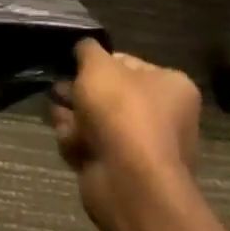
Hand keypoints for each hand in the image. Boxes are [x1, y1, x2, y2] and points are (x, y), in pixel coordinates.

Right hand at [49, 40, 201, 230]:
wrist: (129, 181)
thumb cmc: (121, 112)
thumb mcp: (98, 65)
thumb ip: (88, 49)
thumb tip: (84, 48)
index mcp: (171, 86)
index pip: (127, 63)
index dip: (97, 62)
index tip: (75, 65)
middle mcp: (164, 116)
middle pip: (110, 94)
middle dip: (79, 91)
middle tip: (58, 89)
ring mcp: (145, 147)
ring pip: (98, 122)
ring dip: (74, 116)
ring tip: (58, 114)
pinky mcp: (125, 172)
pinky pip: (94, 148)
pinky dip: (78, 143)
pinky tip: (68, 140)